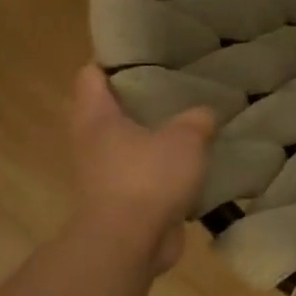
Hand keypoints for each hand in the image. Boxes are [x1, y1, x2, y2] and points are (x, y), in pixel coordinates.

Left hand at [69, 64, 215, 272]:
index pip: (91, 76)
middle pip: (110, 110)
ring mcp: (105, 174)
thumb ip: (197, 120)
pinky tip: (192, 164)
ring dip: (154, 137)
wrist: (129, 242)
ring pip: (130, 144)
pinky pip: (145, 174)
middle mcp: (92, 143)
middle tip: (176, 87)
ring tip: (189, 124)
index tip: (143, 53)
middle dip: (140, 99)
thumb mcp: (185, 138)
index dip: (113, 61)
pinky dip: (164, 169)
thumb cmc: (147, 178)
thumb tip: (204, 114)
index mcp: (97, 118)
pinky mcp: (123, 201)